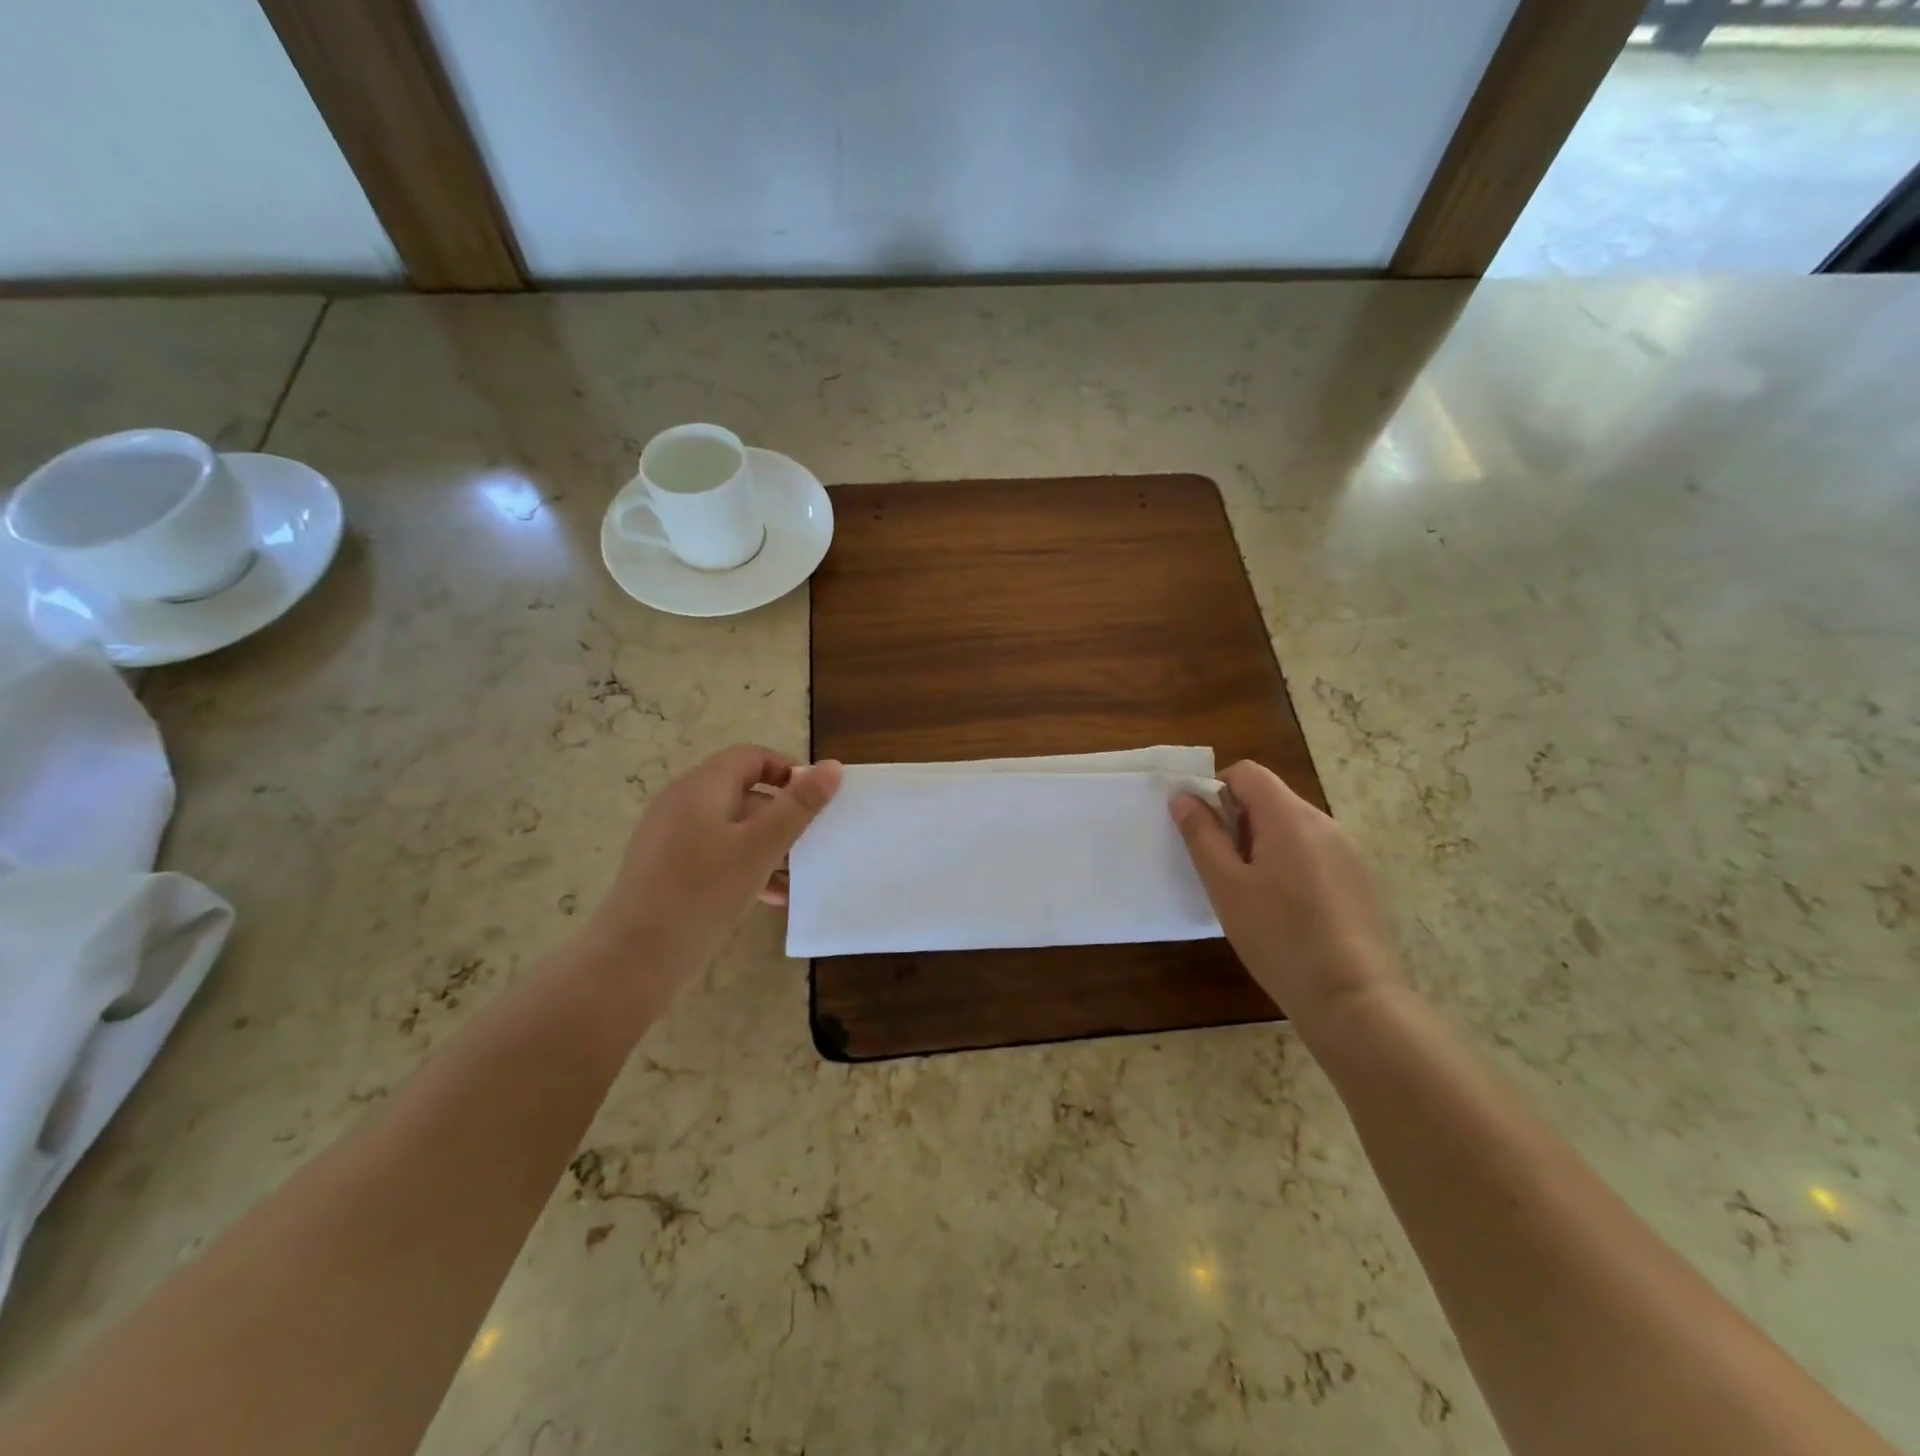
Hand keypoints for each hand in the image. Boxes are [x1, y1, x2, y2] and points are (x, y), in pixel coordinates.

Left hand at [581, 745, 841, 1002]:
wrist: (634, 958)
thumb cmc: (703, 891)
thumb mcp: (760, 846)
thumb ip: (799, 806)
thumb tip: (831, 767)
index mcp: (701, 786)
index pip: (751, 757)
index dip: (788, 771)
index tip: (817, 800)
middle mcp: (682, 803)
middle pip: (743, 792)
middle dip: (782, 814)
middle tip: (812, 841)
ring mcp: (670, 838)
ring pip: (732, 828)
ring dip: (768, 845)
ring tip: (797, 875)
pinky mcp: (666, 869)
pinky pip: (715, 854)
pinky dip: (745, 866)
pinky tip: (772, 897)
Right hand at [1170, 761, 1399, 1026]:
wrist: (1352, 997)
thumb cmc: (1278, 936)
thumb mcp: (1225, 886)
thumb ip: (1201, 835)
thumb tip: (1183, 797)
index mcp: (1289, 816)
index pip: (1247, 772)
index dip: (1216, 789)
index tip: (1203, 830)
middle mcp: (1324, 822)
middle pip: (1270, 798)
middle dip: (1238, 822)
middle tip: (1222, 869)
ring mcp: (1348, 851)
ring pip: (1292, 828)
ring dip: (1264, 845)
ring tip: (1252, 895)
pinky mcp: (1360, 879)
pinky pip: (1315, 853)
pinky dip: (1291, 865)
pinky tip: (1287, 912)